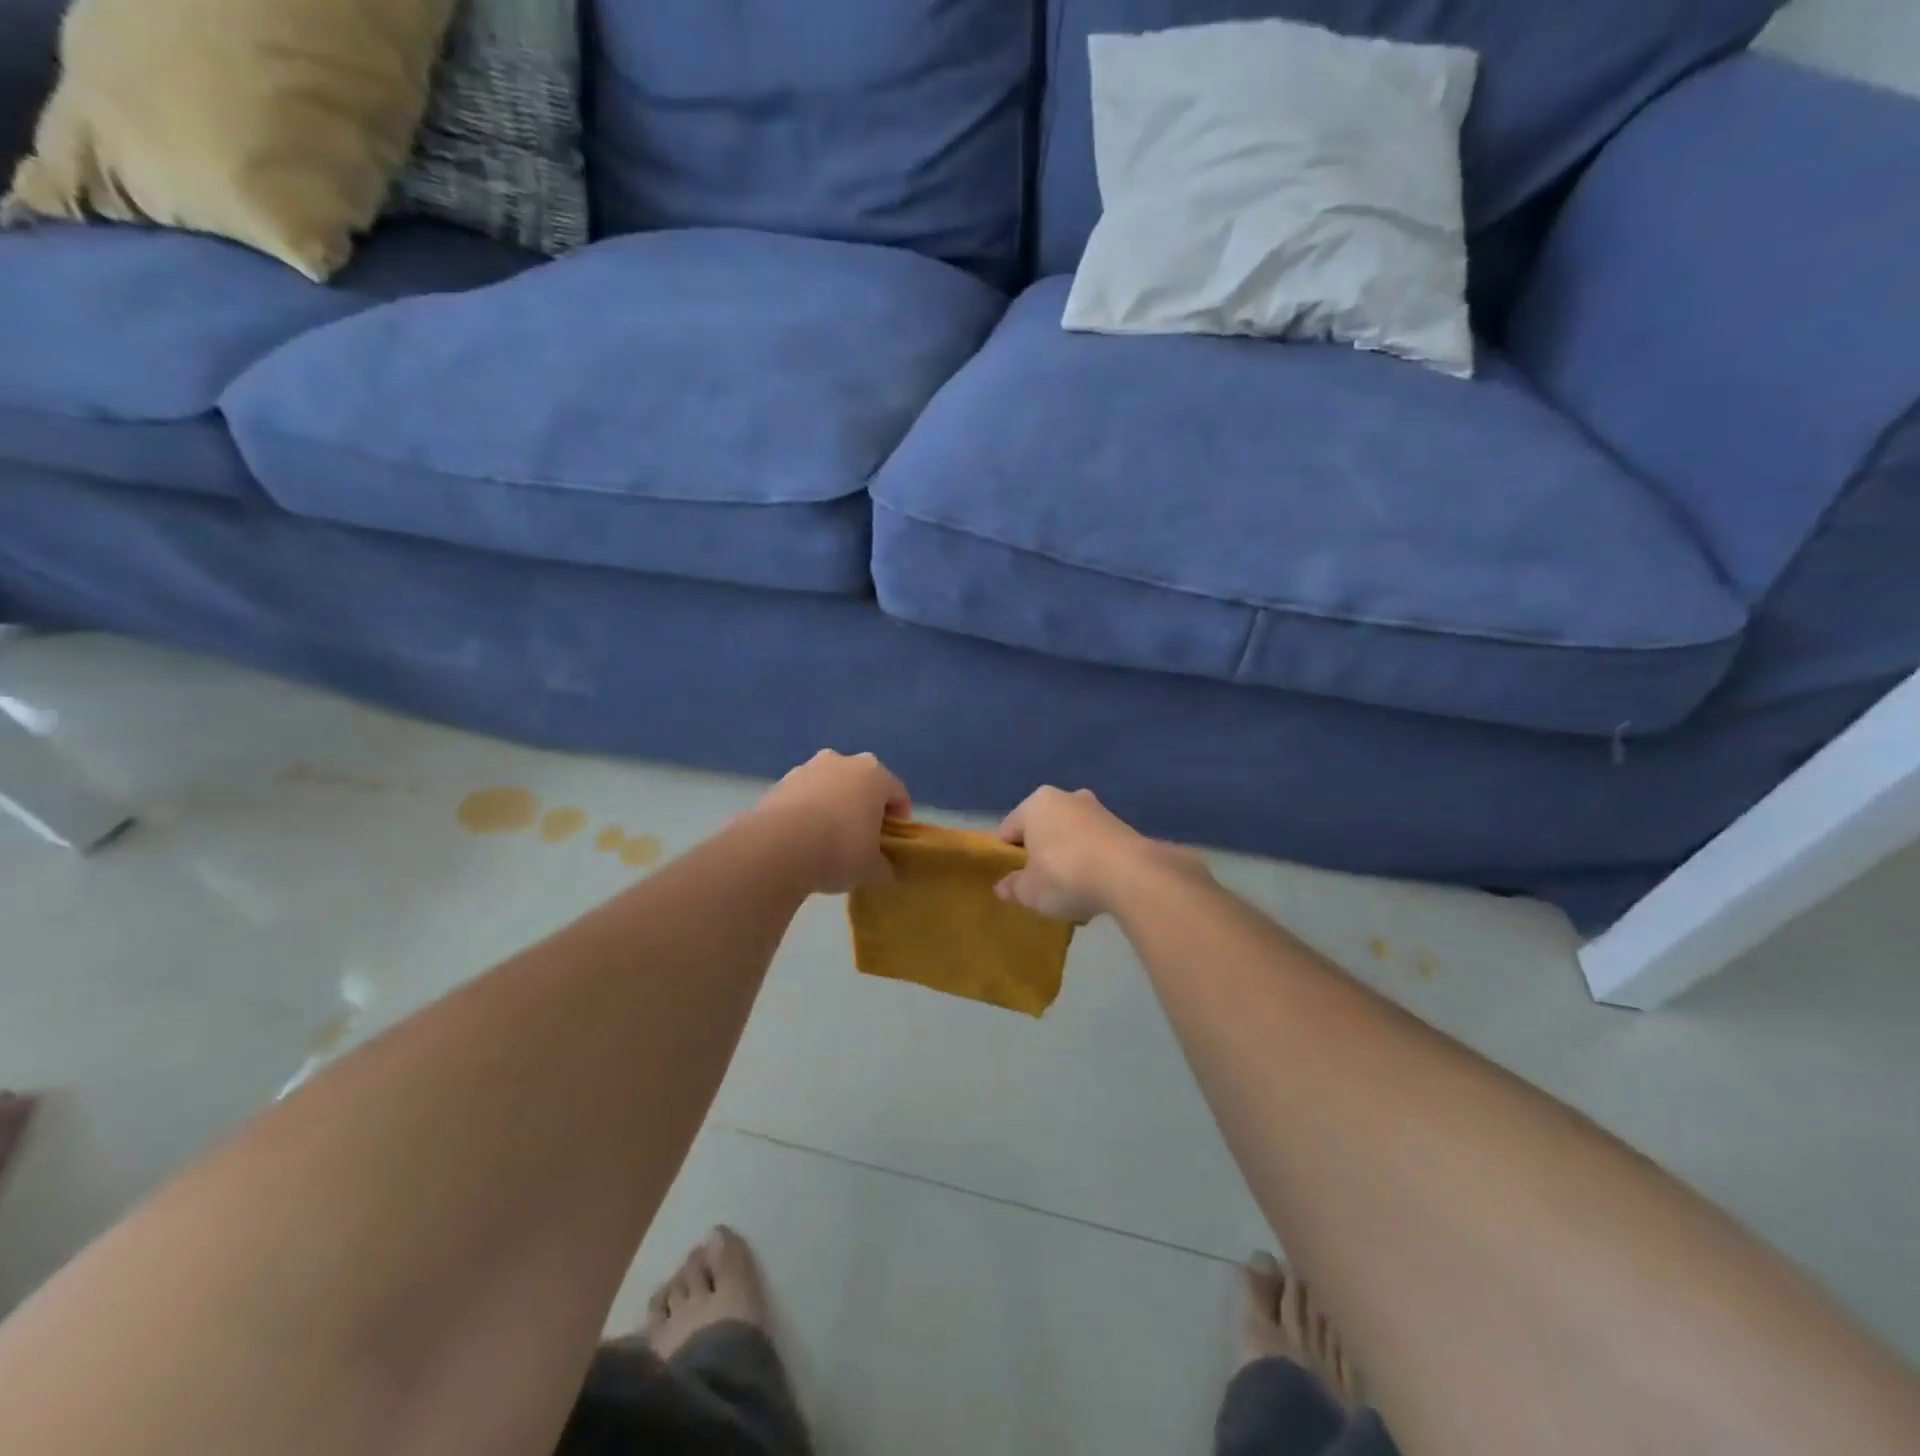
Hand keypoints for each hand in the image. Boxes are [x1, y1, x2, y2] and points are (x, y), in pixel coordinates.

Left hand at [753, 751, 911, 893]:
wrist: (779, 848)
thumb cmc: (840, 849)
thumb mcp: (872, 868)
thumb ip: (883, 866)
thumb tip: (883, 868)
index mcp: (874, 774)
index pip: (898, 794)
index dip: (899, 820)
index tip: (892, 843)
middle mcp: (842, 761)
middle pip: (861, 784)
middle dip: (863, 807)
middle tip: (861, 839)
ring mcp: (806, 769)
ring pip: (828, 788)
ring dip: (832, 807)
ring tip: (826, 841)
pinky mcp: (778, 784)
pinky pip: (802, 798)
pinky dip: (805, 813)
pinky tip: (801, 841)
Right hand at [995, 787, 1194, 922]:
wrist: (1130, 875)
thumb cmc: (1065, 874)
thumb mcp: (1030, 891)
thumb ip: (1014, 887)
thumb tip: (1003, 887)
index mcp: (1036, 804)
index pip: (1010, 828)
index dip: (1008, 855)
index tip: (1012, 879)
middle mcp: (1067, 797)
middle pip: (1044, 829)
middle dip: (1042, 853)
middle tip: (1041, 884)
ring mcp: (1098, 810)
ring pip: (1072, 837)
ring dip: (1069, 859)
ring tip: (1072, 892)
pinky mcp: (1124, 827)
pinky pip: (1097, 847)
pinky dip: (1093, 863)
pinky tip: (1097, 890)